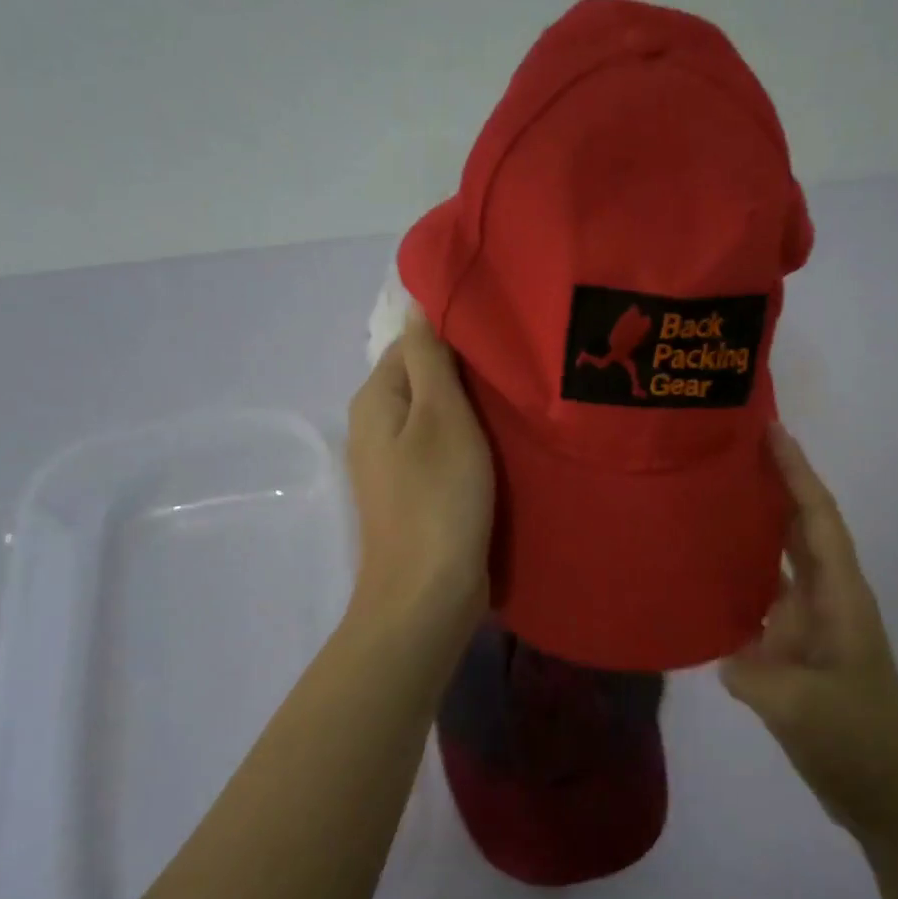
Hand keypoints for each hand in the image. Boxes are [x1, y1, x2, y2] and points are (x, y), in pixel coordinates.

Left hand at [345, 309, 493, 641]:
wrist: (427, 595)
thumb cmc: (438, 499)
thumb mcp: (441, 416)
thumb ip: (429, 357)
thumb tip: (416, 302)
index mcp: (375, 399)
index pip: (415, 343)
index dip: (458, 336)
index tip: (507, 338)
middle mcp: (375, 426)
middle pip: (426, 380)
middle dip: (470, 375)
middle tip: (522, 371)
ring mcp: (393, 465)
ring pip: (438, 418)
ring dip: (474, 412)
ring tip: (521, 405)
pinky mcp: (415, 494)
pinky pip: (443, 452)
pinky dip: (471, 445)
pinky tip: (504, 447)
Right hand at [721, 425, 897, 845]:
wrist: (887, 796)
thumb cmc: (856, 743)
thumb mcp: (799, 709)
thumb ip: (753, 672)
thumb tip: (723, 650)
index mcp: (840, 599)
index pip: (816, 520)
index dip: (796, 473)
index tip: (771, 430)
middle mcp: (827, 600)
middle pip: (800, 528)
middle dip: (774, 485)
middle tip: (730, 450)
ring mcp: (811, 625)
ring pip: (780, 560)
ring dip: (755, 527)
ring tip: (712, 497)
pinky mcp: (795, 650)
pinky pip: (762, 599)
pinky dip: (739, 578)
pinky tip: (704, 574)